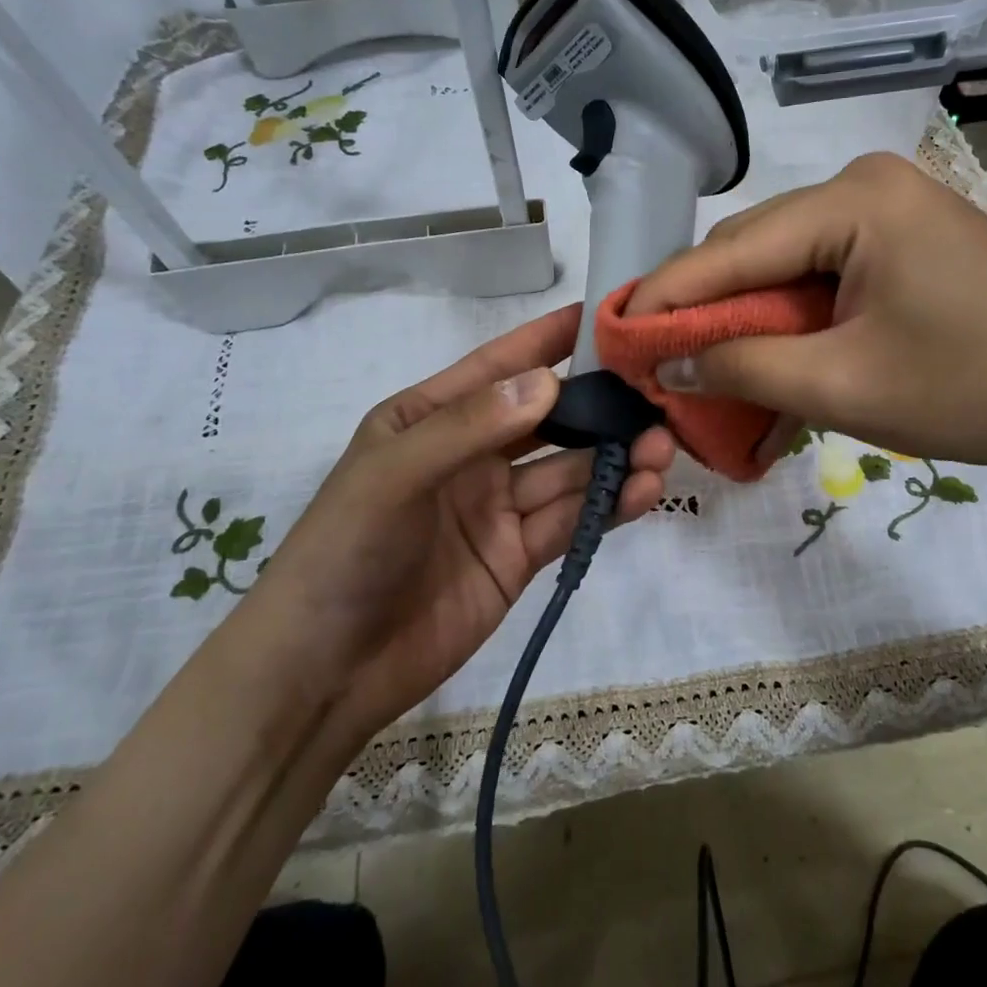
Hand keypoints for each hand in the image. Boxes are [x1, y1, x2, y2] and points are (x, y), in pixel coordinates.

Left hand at [254, 304, 673, 740]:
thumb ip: (471, 426)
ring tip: (661, 448)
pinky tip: (644, 491)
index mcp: (431, 418)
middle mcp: (471, 455)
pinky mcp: (518, 557)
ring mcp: (497, 508)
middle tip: (655, 396)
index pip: (499, 367)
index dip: (549, 340)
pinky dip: (609, 505)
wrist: (325, 671)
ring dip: (614, 457)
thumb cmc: (345, 552)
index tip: (606, 315)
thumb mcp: (394, 474)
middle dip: (600, 407)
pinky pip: (570, 520)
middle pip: (548, 419)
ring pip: (569, 471)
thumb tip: (549, 380)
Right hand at [625, 152, 986, 487]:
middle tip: (663, 359)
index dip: (668, 294)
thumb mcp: (841, 386)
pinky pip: (824, 273)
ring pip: (786, 263)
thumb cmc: (968, 390)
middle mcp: (868, 185)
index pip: (733, 247)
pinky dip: (792, 318)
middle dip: (707, 308)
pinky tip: (773, 357)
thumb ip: (743, 368)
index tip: (616, 330)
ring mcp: (892, 209)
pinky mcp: (905, 240)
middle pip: (756, 248)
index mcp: (856, 200)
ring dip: (748, 318)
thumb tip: (668, 361)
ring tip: (709, 367)